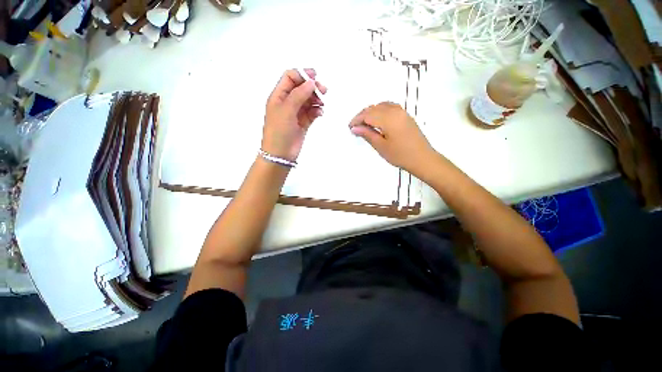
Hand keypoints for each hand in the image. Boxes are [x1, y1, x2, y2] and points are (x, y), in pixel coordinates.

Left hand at [262, 69, 327, 161]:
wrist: (280, 154)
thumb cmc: (279, 130)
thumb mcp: (286, 109)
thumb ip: (299, 94)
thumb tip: (311, 82)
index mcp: (279, 96)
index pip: (290, 78)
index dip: (302, 74)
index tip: (315, 76)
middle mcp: (287, 103)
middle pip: (301, 88)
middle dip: (312, 88)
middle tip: (324, 91)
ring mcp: (296, 113)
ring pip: (308, 101)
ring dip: (316, 100)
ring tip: (322, 104)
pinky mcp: (303, 123)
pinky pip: (312, 113)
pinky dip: (317, 111)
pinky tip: (320, 114)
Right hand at [349, 102, 436, 175]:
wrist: (422, 159)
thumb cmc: (400, 155)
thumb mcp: (381, 146)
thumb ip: (367, 134)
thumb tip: (354, 128)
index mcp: (388, 118)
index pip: (368, 115)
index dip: (357, 120)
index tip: (350, 127)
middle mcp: (395, 111)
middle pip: (374, 108)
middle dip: (362, 116)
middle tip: (355, 127)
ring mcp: (402, 112)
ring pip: (381, 106)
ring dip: (371, 112)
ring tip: (365, 124)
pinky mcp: (405, 116)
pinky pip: (389, 107)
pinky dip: (380, 110)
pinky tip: (377, 120)